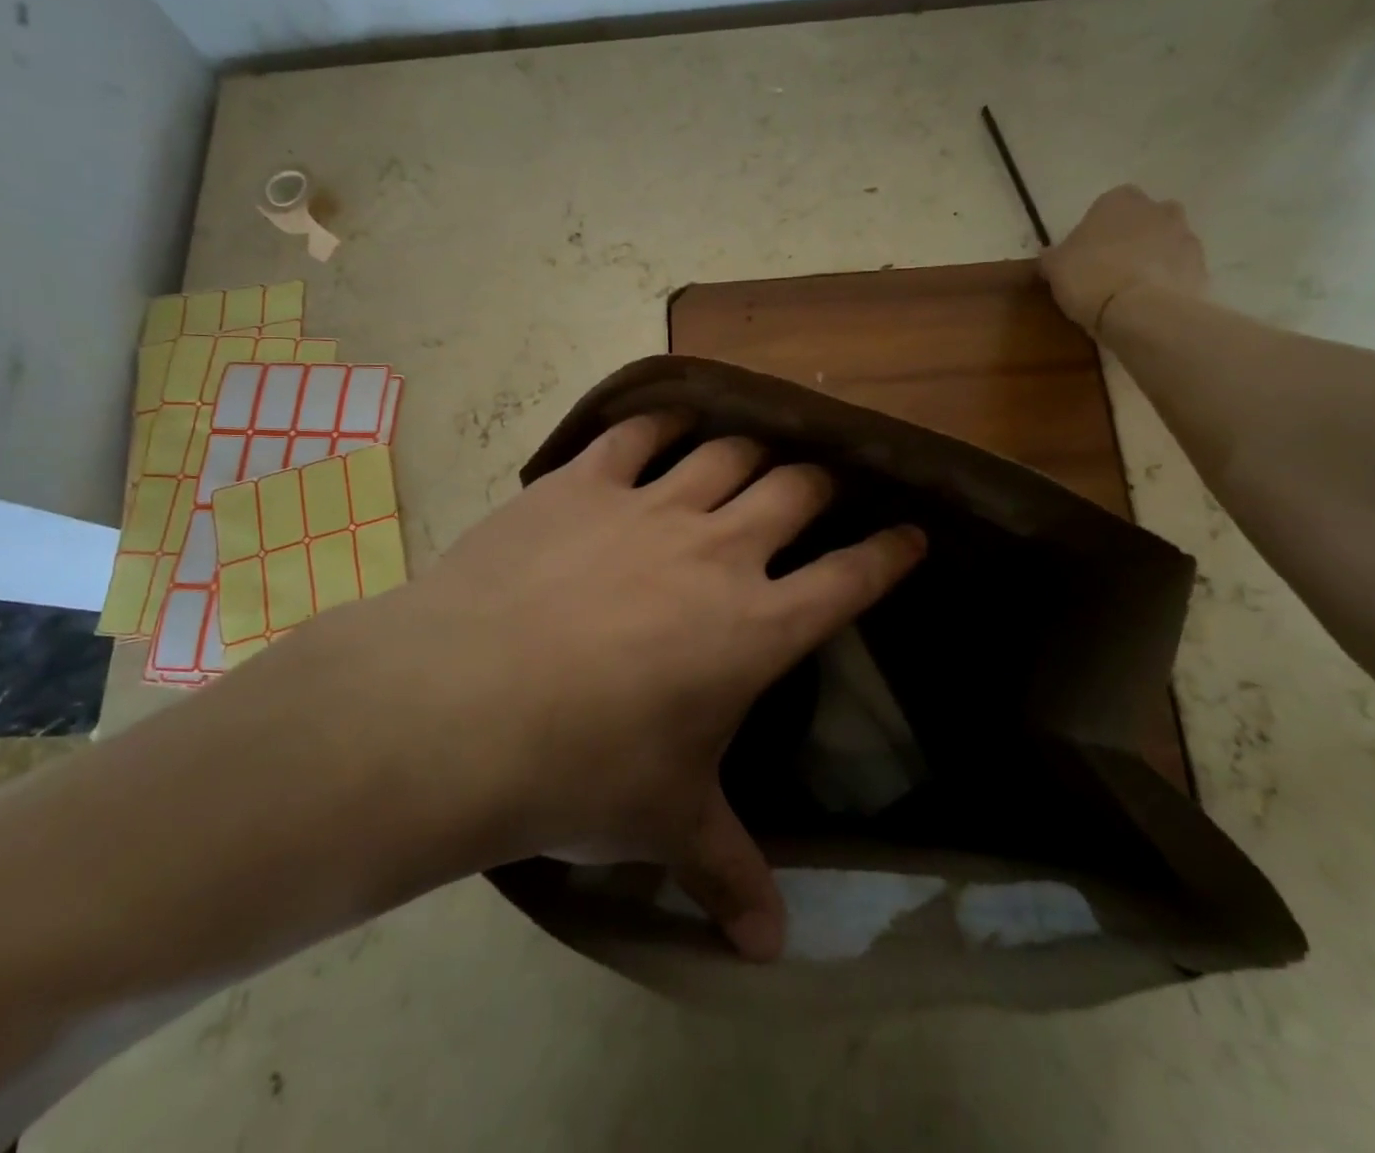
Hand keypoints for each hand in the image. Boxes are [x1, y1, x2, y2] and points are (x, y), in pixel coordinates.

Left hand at [322, 413, 924, 959]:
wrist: (463, 706)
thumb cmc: (582, 769)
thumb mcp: (665, 824)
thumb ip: (727, 874)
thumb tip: (770, 953)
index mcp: (755, 627)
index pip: (850, 578)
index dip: (889, 554)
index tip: (911, 535)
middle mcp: (717, 550)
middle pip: (796, 491)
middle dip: (820, 486)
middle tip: (821, 489)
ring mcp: (649, 506)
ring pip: (727, 452)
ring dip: (752, 449)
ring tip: (756, 454)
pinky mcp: (583, 483)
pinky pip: (637, 434)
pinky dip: (662, 422)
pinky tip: (669, 422)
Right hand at [1041, 185, 1207, 335]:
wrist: (1142, 312)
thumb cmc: (1090, 278)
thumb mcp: (1054, 268)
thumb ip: (1052, 256)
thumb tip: (1049, 254)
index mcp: (1119, 200)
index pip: (1106, 206)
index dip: (1095, 230)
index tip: (1084, 254)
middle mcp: (1158, 209)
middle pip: (1142, 220)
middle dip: (1130, 238)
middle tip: (1108, 269)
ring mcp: (1185, 236)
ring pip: (1163, 243)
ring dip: (1151, 259)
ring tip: (1128, 291)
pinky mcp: (1201, 266)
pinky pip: (1178, 269)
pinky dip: (1166, 281)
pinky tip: (1147, 303)